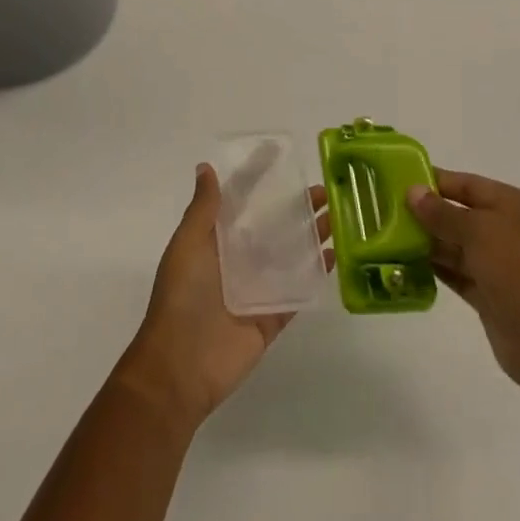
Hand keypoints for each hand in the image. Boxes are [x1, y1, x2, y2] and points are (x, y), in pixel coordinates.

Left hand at [116, 164, 330, 429]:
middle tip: (324, 190)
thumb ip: (203, 208)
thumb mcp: (188, 243)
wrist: (180, 367)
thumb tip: (206, 167)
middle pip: (273, 226)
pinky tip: (335, 255)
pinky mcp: (273, 317)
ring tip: (338, 215)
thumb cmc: (182, 296)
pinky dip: (316, 273)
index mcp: (216, 239)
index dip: (258, 176)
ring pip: (290, 255)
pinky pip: (298, 291)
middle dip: (296, 207)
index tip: (279, 153)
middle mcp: (238, 260)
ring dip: (312, 235)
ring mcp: (257, 288)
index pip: (240, 200)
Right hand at [408, 169, 519, 395]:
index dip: (435, 181)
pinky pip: (458, 273)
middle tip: (386, 210)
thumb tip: (412, 191)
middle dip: (427, 213)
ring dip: (427, 242)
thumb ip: (443, 212)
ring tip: (388, 236)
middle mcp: (510, 231)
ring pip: (457, 246)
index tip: (398, 181)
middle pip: (461, 214)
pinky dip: (435, 268)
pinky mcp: (491, 296)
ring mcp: (501, 266)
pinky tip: (405, 264)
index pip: (468, 184)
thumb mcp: (479, 231)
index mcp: (515, 205)